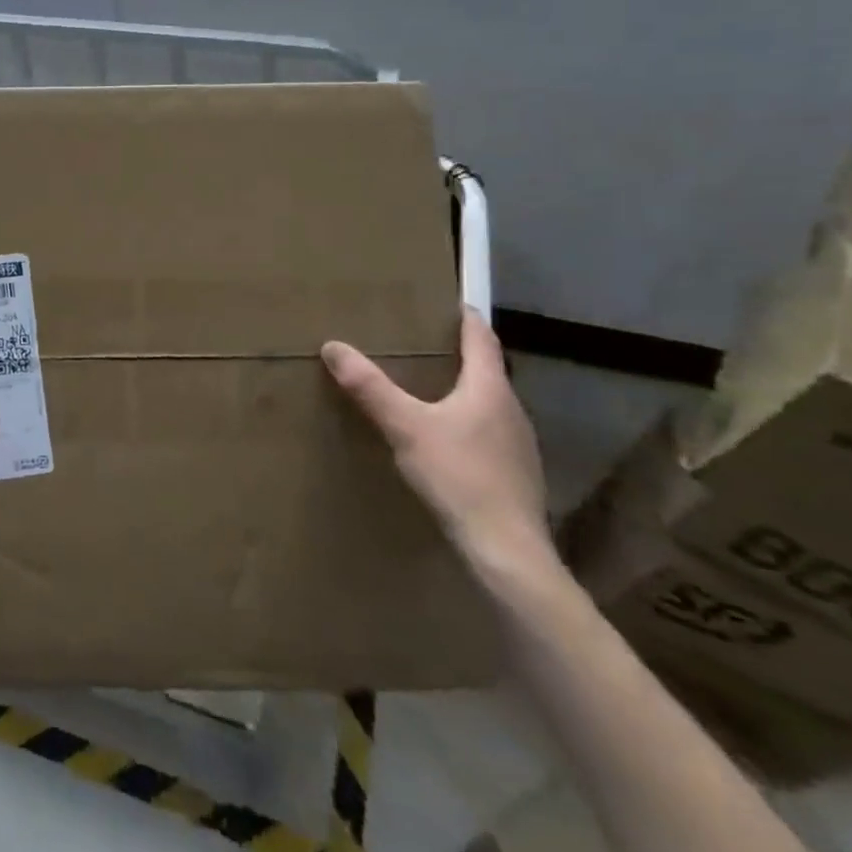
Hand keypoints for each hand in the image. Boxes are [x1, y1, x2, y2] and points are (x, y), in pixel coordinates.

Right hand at [322, 307, 553, 581]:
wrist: (506, 549)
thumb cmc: (458, 476)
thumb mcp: (405, 427)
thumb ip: (370, 387)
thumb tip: (333, 346)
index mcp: (489, 389)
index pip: (482, 340)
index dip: (467, 318)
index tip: (453, 301)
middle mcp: (511, 410)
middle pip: (488, 371)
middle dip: (461, 354)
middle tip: (427, 343)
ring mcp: (518, 444)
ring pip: (489, 404)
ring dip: (464, 390)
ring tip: (431, 387)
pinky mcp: (515, 474)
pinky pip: (489, 433)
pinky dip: (468, 422)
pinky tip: (447, 439)